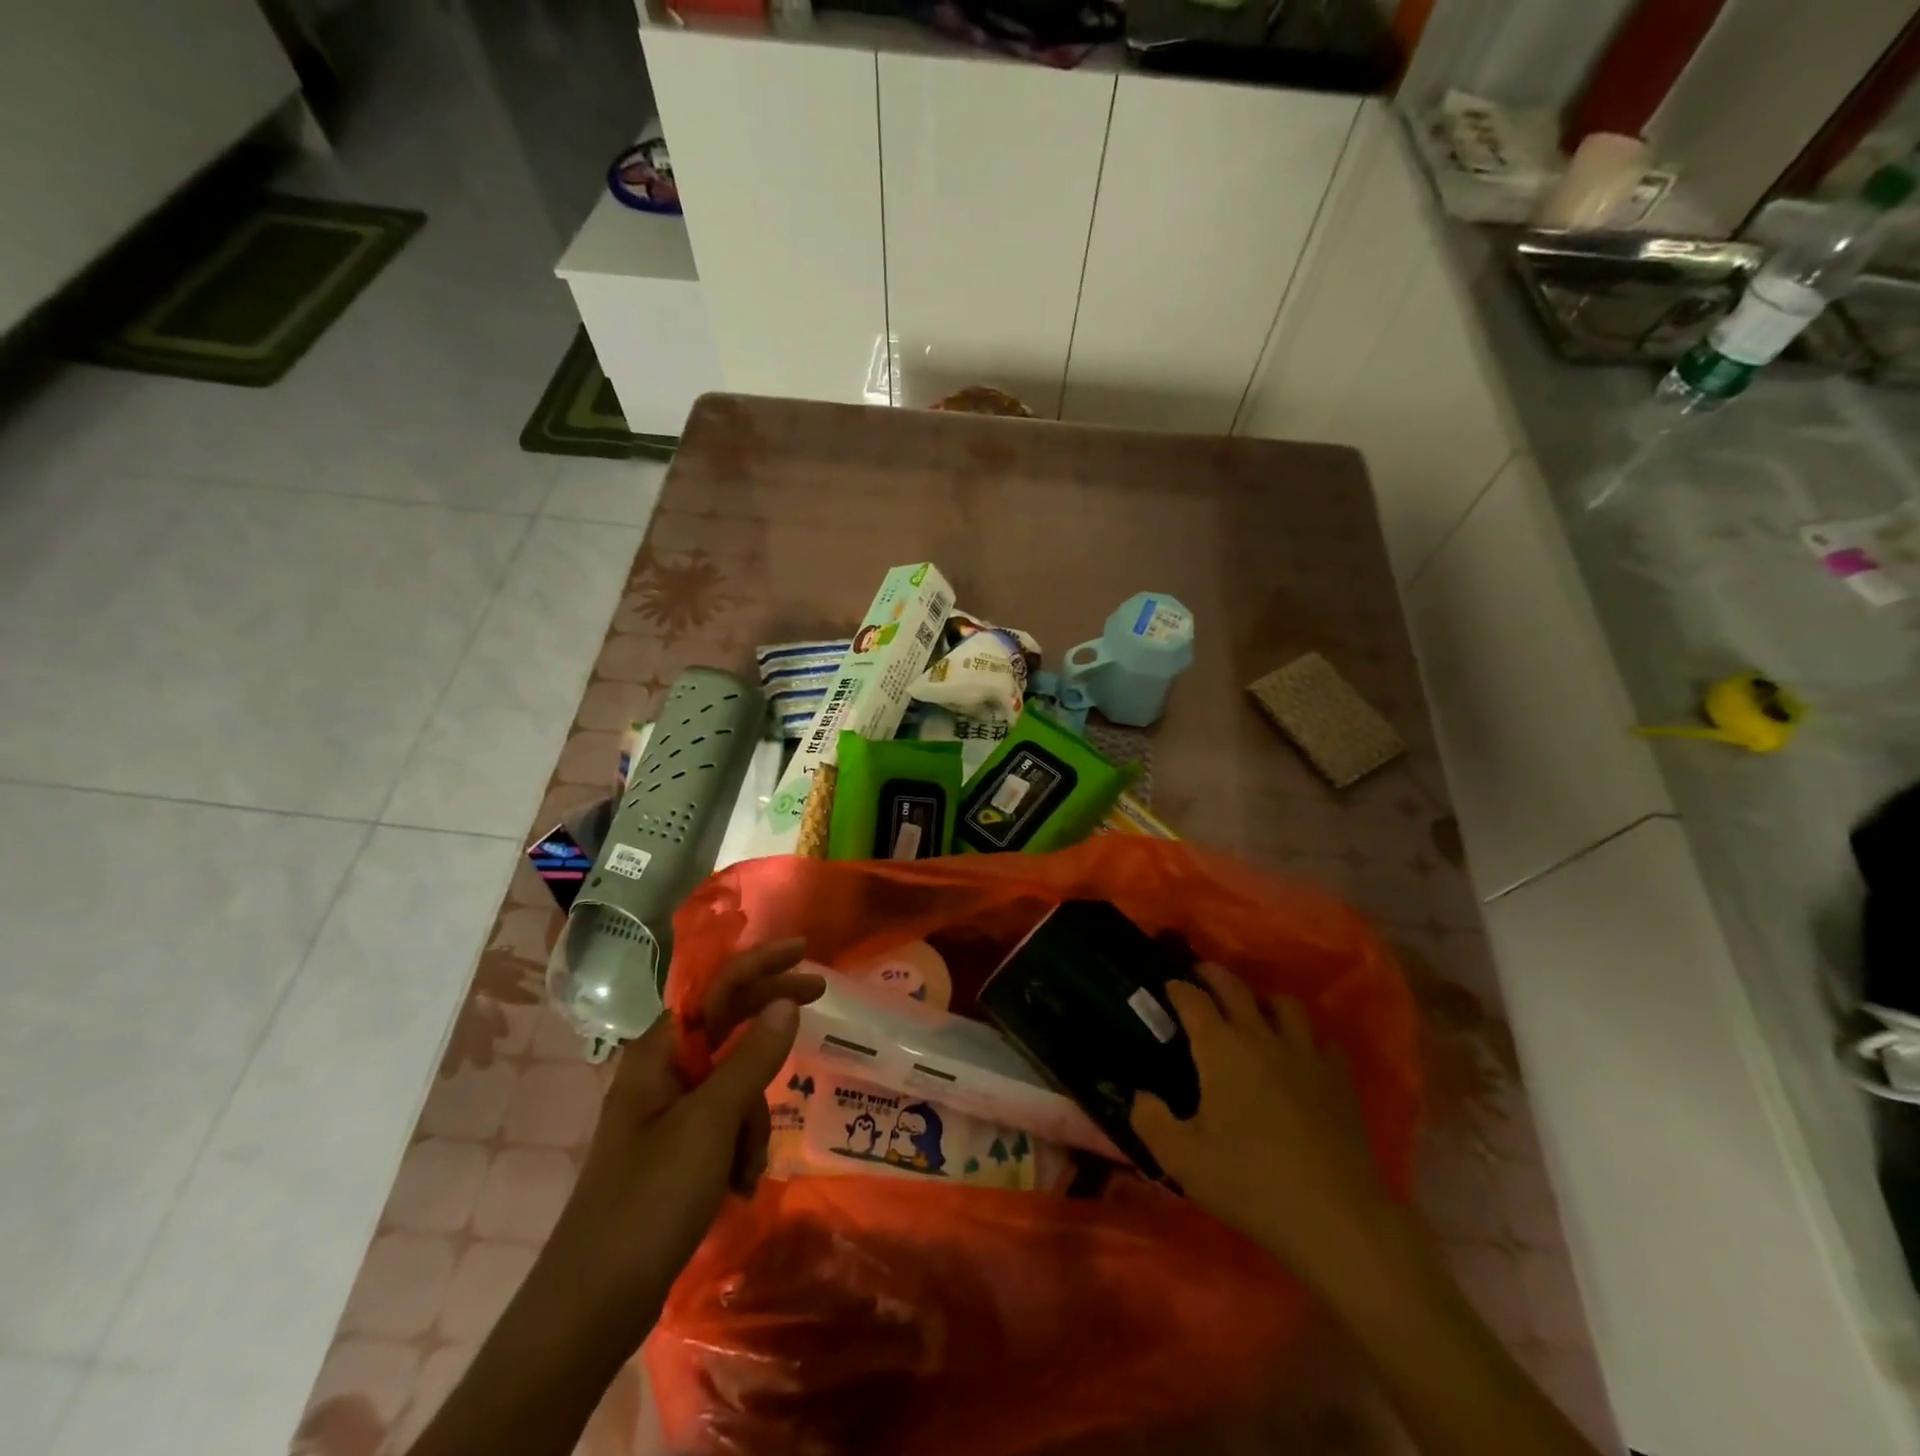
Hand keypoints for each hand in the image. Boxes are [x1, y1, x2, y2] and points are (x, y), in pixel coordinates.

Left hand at [540, 938, 824, 1332]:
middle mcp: (664, 1072)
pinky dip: (740, 1147)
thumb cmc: (649, 1201)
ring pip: (736, 1083)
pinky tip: (739, 1186)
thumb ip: (752, 1058)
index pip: (717, 987)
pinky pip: (727, 1123)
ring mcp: (670, 1112)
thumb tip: (785, 1003)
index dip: (762, 963)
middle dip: (771, 1025)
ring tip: (745, 1170)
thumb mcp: (710, 1123)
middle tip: (820, 996)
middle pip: (730, 1025)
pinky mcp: (678, 1148)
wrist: (593, 1305)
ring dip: (753, 1119)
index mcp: (660, 1053)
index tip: (806, 951)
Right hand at [1131, 963, 1392, 1283]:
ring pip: (1285, 1005)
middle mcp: (1261, 1038)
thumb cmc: (1250, 1182)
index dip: (1176, 988)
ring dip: (1263, 1000)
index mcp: (1220, 1048)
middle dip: (1213, 975)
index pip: (1193, 1000)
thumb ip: (1150, 1120)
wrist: (1334, 1217)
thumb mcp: (1181, 1159)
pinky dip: (1305, 1039)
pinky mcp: (1339, 1079)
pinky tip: (1299, 1055)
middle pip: (1236, 987)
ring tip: (1253, 1011)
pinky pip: (1321, 1040)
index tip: (1166, 986)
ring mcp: (1306, 1055)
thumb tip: (1141, 1097)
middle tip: (1200, 974)